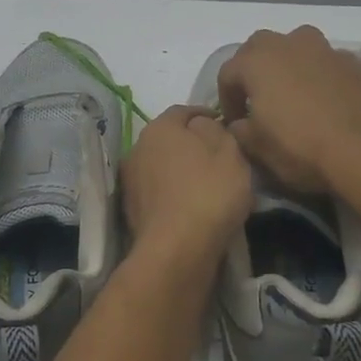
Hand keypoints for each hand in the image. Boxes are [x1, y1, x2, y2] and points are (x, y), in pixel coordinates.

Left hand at [120, 105, 251, 261]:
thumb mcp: (229, 152)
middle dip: (193, 144)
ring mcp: (131, 180)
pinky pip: (159, 192)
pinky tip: (194, 207)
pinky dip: (174, 194)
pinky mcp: (132, 209)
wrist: (177, 249)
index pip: (184, 111)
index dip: (206, 115)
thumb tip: (203, 125)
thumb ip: (217, 130)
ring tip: (209, 185)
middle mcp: (138, 147)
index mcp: (160, 127)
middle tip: (219, 157)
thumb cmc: (209, 192)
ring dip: (182, 171)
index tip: (225, 125)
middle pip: (170, 139)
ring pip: (163, 167)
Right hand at [217, 26, 360, 191]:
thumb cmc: (300, 146)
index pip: (228, 74)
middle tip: (257, 98)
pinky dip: (319, 74)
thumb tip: (239, 124)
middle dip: (253, 69)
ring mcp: (323, 49)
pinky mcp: (353, 62)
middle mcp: (287, 44)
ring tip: (292, 91)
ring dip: (288, 63)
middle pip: (259, 47)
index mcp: (256, 61)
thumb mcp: (258, 148)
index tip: (235, 123)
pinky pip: (325, 62)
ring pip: (295, 45)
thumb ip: (241, 131)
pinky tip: (325, 99)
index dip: (227, 99)